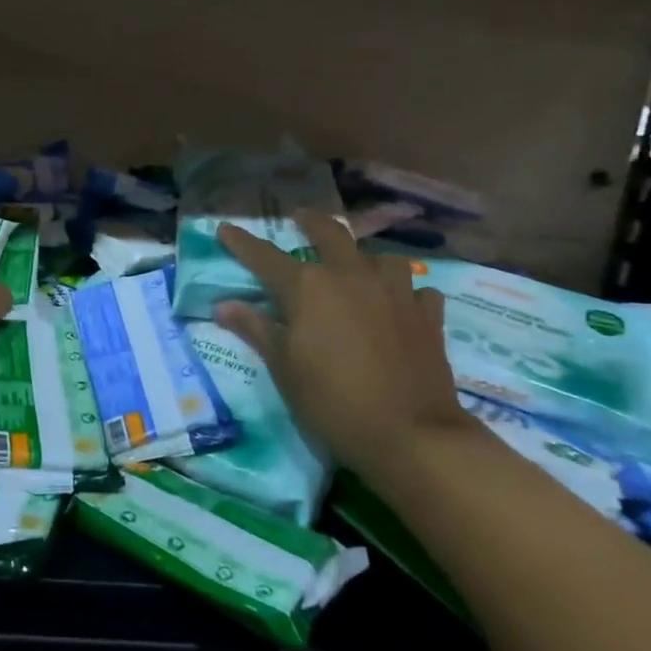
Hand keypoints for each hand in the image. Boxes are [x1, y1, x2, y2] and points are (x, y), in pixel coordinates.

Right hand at [214, 212, 464, 471]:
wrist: (410, 433)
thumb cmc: (332, 401)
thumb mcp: (284, 368)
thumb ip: (256, 329)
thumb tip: (223, 305)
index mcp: (309, 287)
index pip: (265, 257)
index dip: (242, 243)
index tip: (225, 228)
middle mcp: (351, 276)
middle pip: (331, 234)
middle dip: (311, 222)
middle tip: (301, 216)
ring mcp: (395, 292)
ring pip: (380, 257)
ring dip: (365, 257)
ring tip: (358, 265)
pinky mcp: (427, 315)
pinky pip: (416, 290)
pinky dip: (406, 292)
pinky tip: (402, 303)